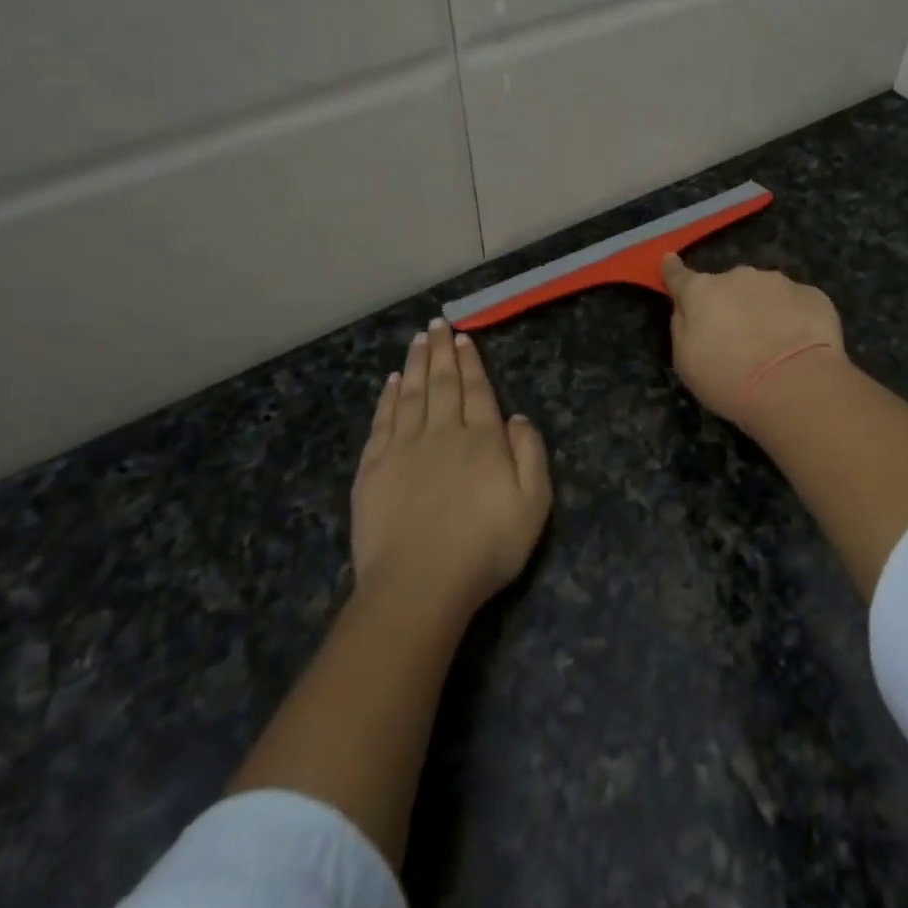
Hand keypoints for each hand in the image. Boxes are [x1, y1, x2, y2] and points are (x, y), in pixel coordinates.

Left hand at [350, 319, 551, 615]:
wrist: (419, 584)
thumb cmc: (486, 547)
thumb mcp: (533, 504)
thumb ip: (530, 453)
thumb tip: (515, 416)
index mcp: (482, 439)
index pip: (477, 390)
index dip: (470, 362)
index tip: (462, 337)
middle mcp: (442, 433)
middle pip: (442, 383)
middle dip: (440, 351)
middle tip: (436, 323)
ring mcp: (404, 449)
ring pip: (411, 394)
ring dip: (415, 364)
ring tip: (416, 339)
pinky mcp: (374, 469)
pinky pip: (383, 421)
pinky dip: (388, 397)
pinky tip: (392, 382)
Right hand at [661, 254, 845, 423]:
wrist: (794, 385)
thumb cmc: (728, 378)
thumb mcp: (685, 361)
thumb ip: (682, 326)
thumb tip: (686, 306)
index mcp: (702, 291)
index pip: (680, 276)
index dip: (673, 270)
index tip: (669, 261)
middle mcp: (739, 276)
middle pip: (728, 286)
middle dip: (730, 303)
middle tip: (737, 338)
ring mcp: (779, 282)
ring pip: (764, 292)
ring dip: (763, 309)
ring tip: (773, 346)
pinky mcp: (813, 295)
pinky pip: (796, 304)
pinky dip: (794, 319)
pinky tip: (800, 345)